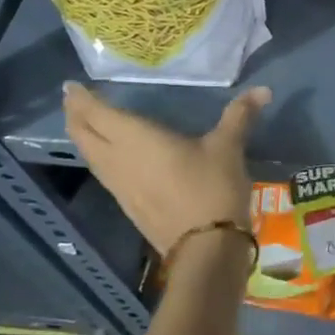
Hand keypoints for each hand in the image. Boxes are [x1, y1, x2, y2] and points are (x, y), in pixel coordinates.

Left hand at [62, 80, 269, 255]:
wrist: (206, 248)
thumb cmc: (212, 187)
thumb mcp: (228, 146)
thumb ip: (239, 115)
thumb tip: (263, 89)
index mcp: (137, 139)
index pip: (99, 115)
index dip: (83, 100)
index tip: (71, 86)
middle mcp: (119, 160)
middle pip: (86, 136)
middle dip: (76, 116)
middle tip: (73, 100)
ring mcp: (120, 187)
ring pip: (91, 157)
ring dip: (84, 138)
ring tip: (83, 123)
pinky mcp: (129, 206)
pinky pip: (103, 173)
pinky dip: (98, 157)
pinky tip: (109, 156)